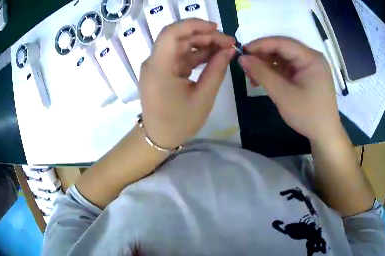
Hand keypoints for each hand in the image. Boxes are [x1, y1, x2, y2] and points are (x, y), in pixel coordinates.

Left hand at [139, 19, 235, 148]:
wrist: (158, 137)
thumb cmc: (179, 123)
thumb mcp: (203, 98)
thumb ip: (216, 70)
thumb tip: (230, 49)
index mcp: (159, 68)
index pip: (171, 33)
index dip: (193, 24)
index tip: (216, 28)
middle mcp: (154, 62)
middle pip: (179, 37)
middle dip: (205, 35)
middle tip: (229, 42)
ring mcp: (157, 65)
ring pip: (181, 45)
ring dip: (203, 44)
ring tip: (225, 49)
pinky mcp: (163, 70)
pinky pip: (181, 56)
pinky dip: (197, 54)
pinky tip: (214, 57)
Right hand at [239, 37, 341, 142]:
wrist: (325, 134)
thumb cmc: (307, 115)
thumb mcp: (282, 94)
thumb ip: (261, 73)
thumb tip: (242, 58)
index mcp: (311, 58)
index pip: (282, 43)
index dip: (260, 44)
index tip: (242, 51)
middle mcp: (312, 57)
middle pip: (283, 49)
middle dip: (263, 56)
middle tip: (246, 65)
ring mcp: (311, 66)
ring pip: (284, 58)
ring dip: (267, 65)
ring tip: (252, 76)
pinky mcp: (308, 75)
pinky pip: (288, 67)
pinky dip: (275, 72)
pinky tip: (264, 80)